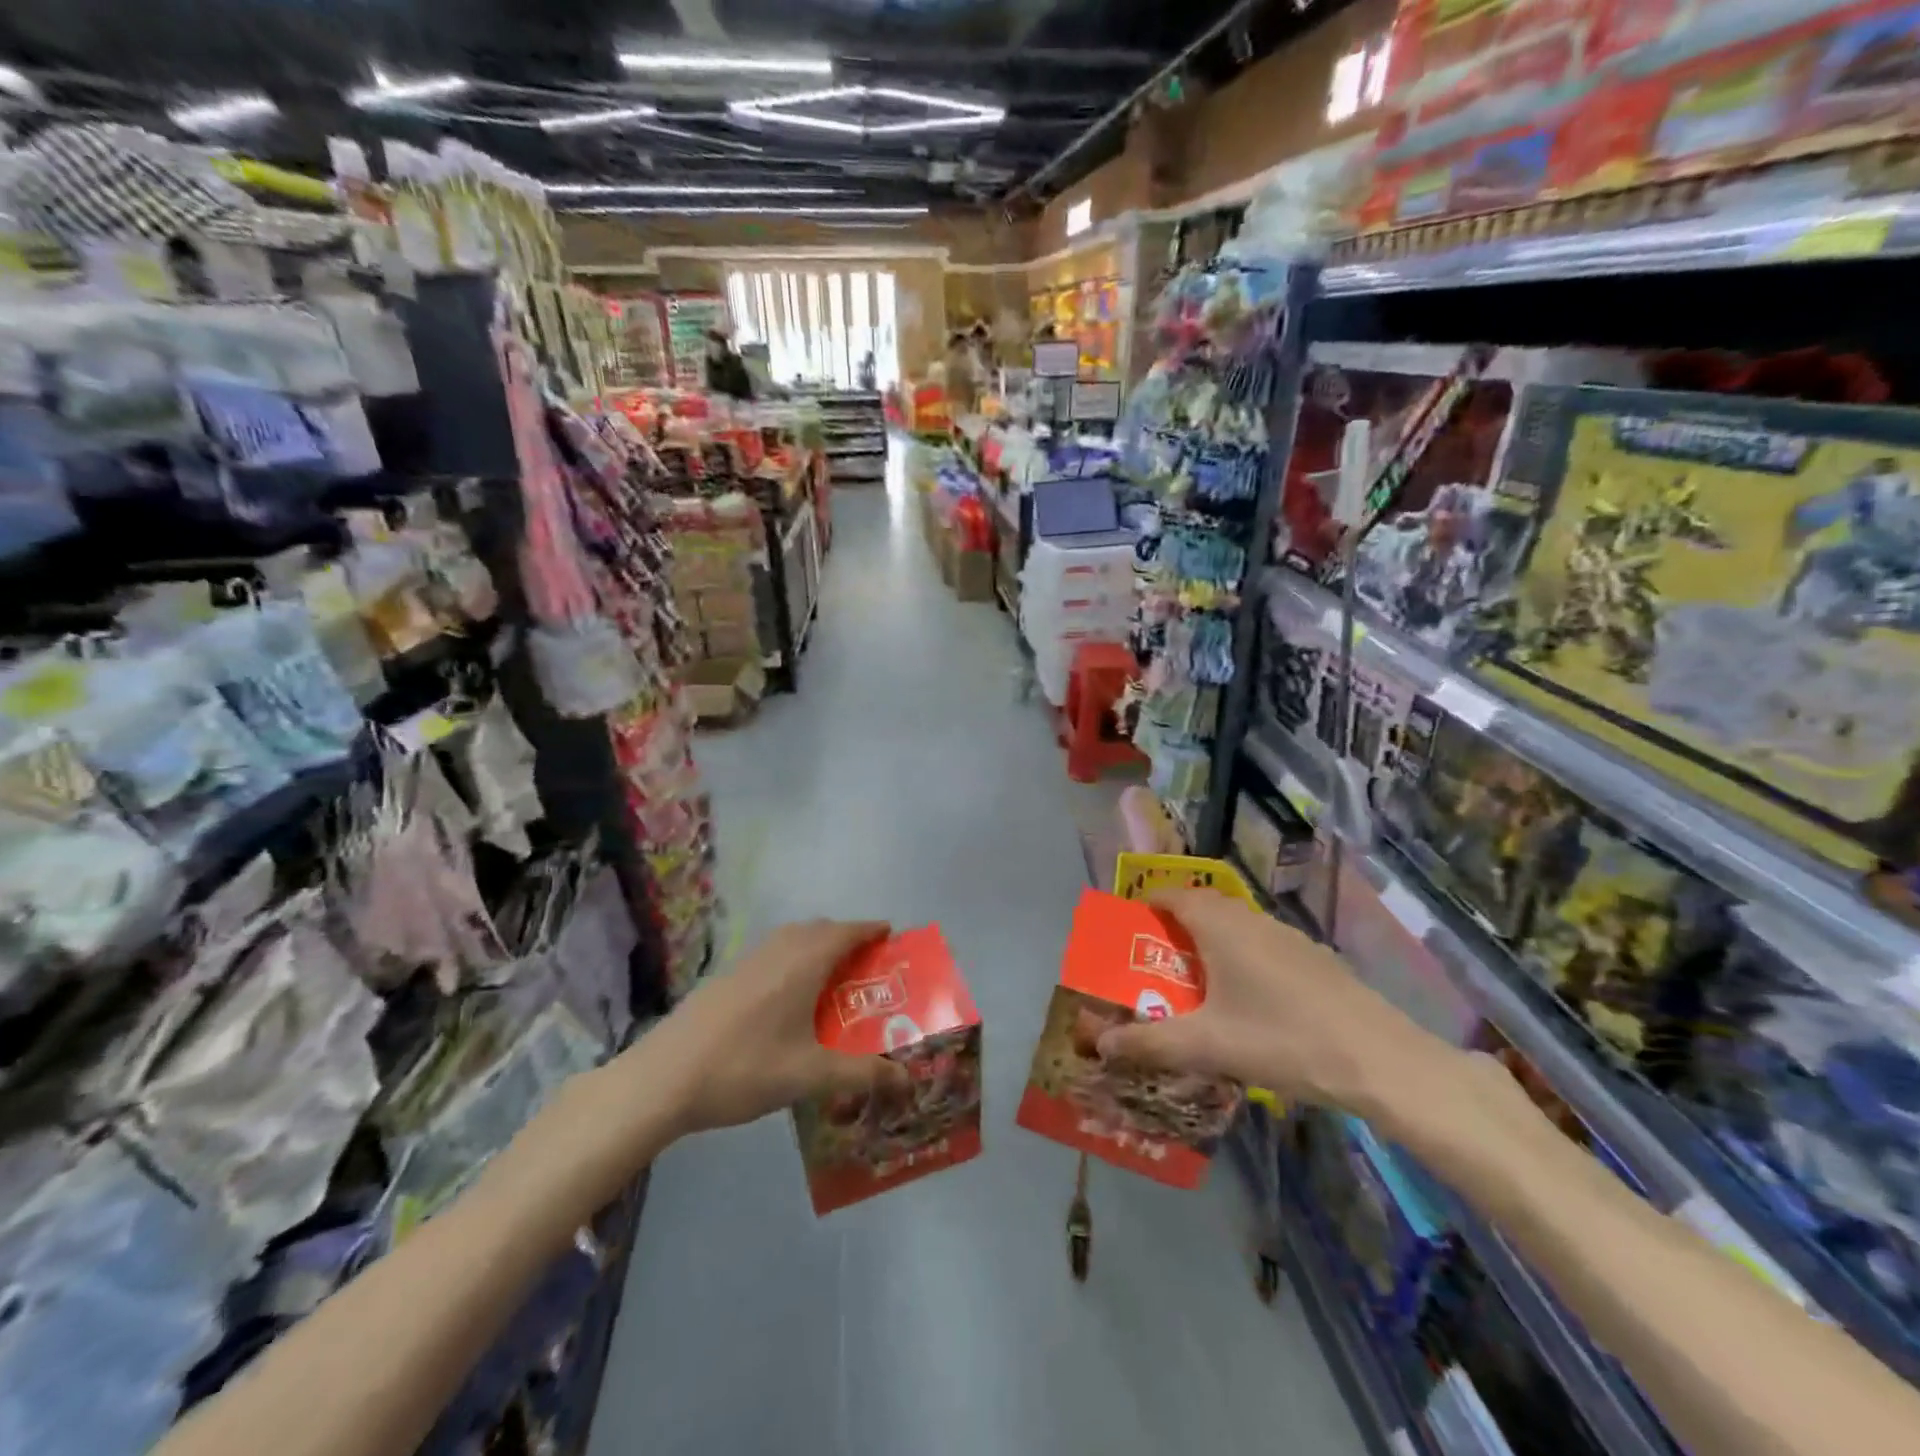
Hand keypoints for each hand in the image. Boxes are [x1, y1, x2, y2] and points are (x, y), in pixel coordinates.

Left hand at [646, 920, 907, 1133]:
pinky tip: (786, 998)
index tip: (890, 935)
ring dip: (816, 946)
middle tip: (865, 965)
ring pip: (791, 939)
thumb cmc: (745, 1068)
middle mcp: (778, 951)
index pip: (846, 932)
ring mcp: (747, 962)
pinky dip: (791, 959)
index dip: (870, 930)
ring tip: (830, 979)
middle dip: (845, 938)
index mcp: (803, 963)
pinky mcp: (726, 977)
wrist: (662, 1079)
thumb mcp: (810, 1076)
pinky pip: (771, 953)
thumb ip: (861, 1074)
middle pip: (819, 929)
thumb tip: (907, 1079)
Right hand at [1095, 890, 1464, 1125]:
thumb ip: (1150, 1042)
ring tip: (1196, 985)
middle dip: (1175, 928)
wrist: (1381, 1061)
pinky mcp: (1315, 959)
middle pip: (1203, 907)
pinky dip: (1242, 959)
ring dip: (1210, 943)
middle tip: (1155, 963)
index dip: (1146, 905)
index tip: (1129, 930)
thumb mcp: (1207, 1046)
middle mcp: (1252, 919)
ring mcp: (1289, 937)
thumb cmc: (1282, 1040)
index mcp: (1221, 925)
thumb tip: (1102, 1044)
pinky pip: (1263, 945)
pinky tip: (1249, 1003)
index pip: (1172, 894)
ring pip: (1236, 927)